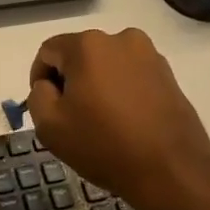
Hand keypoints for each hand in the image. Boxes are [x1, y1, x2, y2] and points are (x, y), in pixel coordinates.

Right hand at [26, 28, 209, 209]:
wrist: (171, 170)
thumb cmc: (104, 145)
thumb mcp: (50, 126)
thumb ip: (38, 96)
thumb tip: (48, 86)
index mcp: (87, 45)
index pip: (48, 51)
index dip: (39, 78)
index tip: (46, 108)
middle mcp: (120, 39)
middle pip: (80, 55)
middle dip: (70, 81)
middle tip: (72, 117)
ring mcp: (149, 55)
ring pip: (107, 65)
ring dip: (97, 85)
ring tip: (101, 121)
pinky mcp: (168, 74)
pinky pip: (131, 76)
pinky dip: (121, 92)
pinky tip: (125, 122)